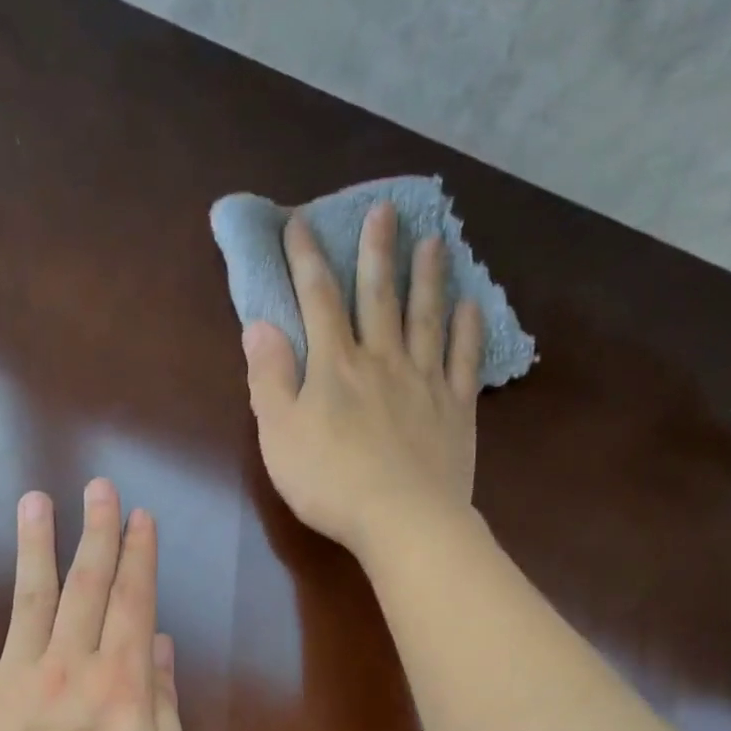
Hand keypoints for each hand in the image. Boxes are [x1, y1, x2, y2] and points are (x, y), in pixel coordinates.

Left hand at [0, 479, 190, 730]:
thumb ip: (166, 709)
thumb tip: (164, 649)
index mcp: (123, 684)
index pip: (135, 603)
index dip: (140, 556)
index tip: (141, 517)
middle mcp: (71, 665)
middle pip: (87, 586)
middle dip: (97, 533)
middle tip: (99, 487)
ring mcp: (15, 677)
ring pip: (30, 596)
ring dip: (35, 545)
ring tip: (36, 500)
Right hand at [243, 201, 484, 556]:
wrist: (402, 520)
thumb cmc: (330, 482)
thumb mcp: (279, 434)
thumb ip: (268, 378)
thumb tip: (259, 325)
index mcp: (334, 366)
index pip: (317, 299)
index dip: (306, 258)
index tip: (300, 222)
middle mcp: (382, 360)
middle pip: (379, 295)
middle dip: (377, 250)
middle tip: (386, 210)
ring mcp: (424, 381)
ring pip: (426, 317)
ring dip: (428, 276)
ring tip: (434, 240)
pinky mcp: (456, 409)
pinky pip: (464, 360)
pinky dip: (468, 329)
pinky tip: (471, 306)